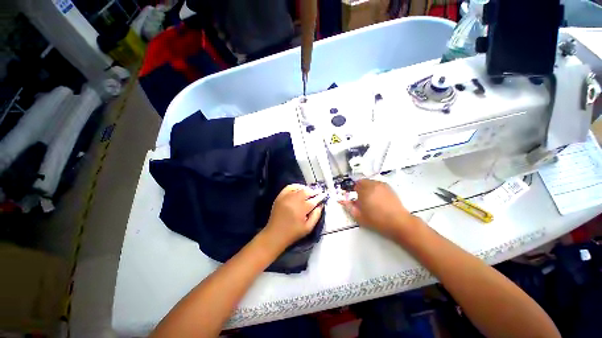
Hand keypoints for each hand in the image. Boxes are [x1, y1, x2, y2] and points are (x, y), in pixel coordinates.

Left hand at [262, 184, 324, 250]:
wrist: (275, 235)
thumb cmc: (293, 233)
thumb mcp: (308, 228)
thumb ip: (316, 215)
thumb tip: (321, 205)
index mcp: (301, 209)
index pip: (313, 200)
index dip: (320, 197)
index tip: (324, 195)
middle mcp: (293, 201)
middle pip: (306, 192)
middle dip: (314, 192)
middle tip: (318, 193)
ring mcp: (285, 197)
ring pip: (299, 188)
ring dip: (306, 189)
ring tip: (310, 192)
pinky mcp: (280, 197)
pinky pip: (289, 187)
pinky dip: (296, 186)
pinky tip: (299, 189)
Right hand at [339, 179, 415, 238]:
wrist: (398, 222)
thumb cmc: (376, 220)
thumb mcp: (359, 216)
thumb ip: (349, 207)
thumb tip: (342, 201)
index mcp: (364, 190)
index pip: (354, 185)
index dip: (352, 190)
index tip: (353, 197)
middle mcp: (373, 184)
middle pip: (362, 182)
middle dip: (359, 188)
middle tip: (360, 199)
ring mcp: (382, 185)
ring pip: (370, 183)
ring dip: (367, 188)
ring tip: (369, 199)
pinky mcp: (389, 188)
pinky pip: (378, 185)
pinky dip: (375, 189)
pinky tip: (377, 199)